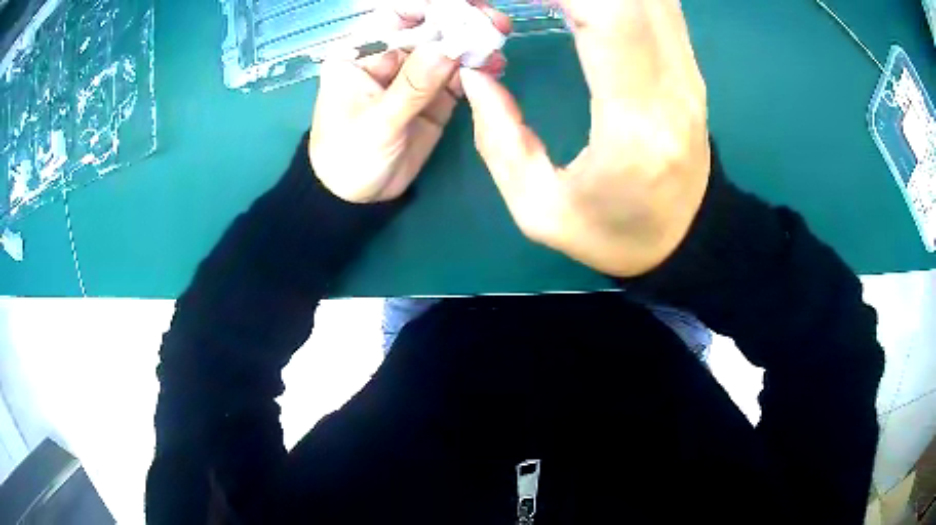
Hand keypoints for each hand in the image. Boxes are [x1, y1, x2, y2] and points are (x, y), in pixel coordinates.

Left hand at [310, 0, 509, 202]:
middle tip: (495, 22)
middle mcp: (387, 57)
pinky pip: (458, 75)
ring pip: (447, 49)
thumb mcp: (377, 123)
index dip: (429, 7)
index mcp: (360, 54)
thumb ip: (412, 86)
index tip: (464, 7)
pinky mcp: (432, 95)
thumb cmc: (349, 158)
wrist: (357, 199)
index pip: (395, 16)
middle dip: (461, 22)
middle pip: (428, 27)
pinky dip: (477, 69)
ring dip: (475, 44)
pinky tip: (495, 66)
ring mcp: (413, 76)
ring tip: (499, 44)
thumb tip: (448, 47)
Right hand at [461, 0, 709, 277]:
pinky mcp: (688, 66)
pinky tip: (582, 5)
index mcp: (635, 123)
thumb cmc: (616, 234)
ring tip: (546, 3)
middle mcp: (672, 84)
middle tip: (522, 0)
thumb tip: (475, 73)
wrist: (686, 239)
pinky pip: (656, 5)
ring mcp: (688, 71)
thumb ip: (498, 138)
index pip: (607, 18)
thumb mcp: (540, 210)